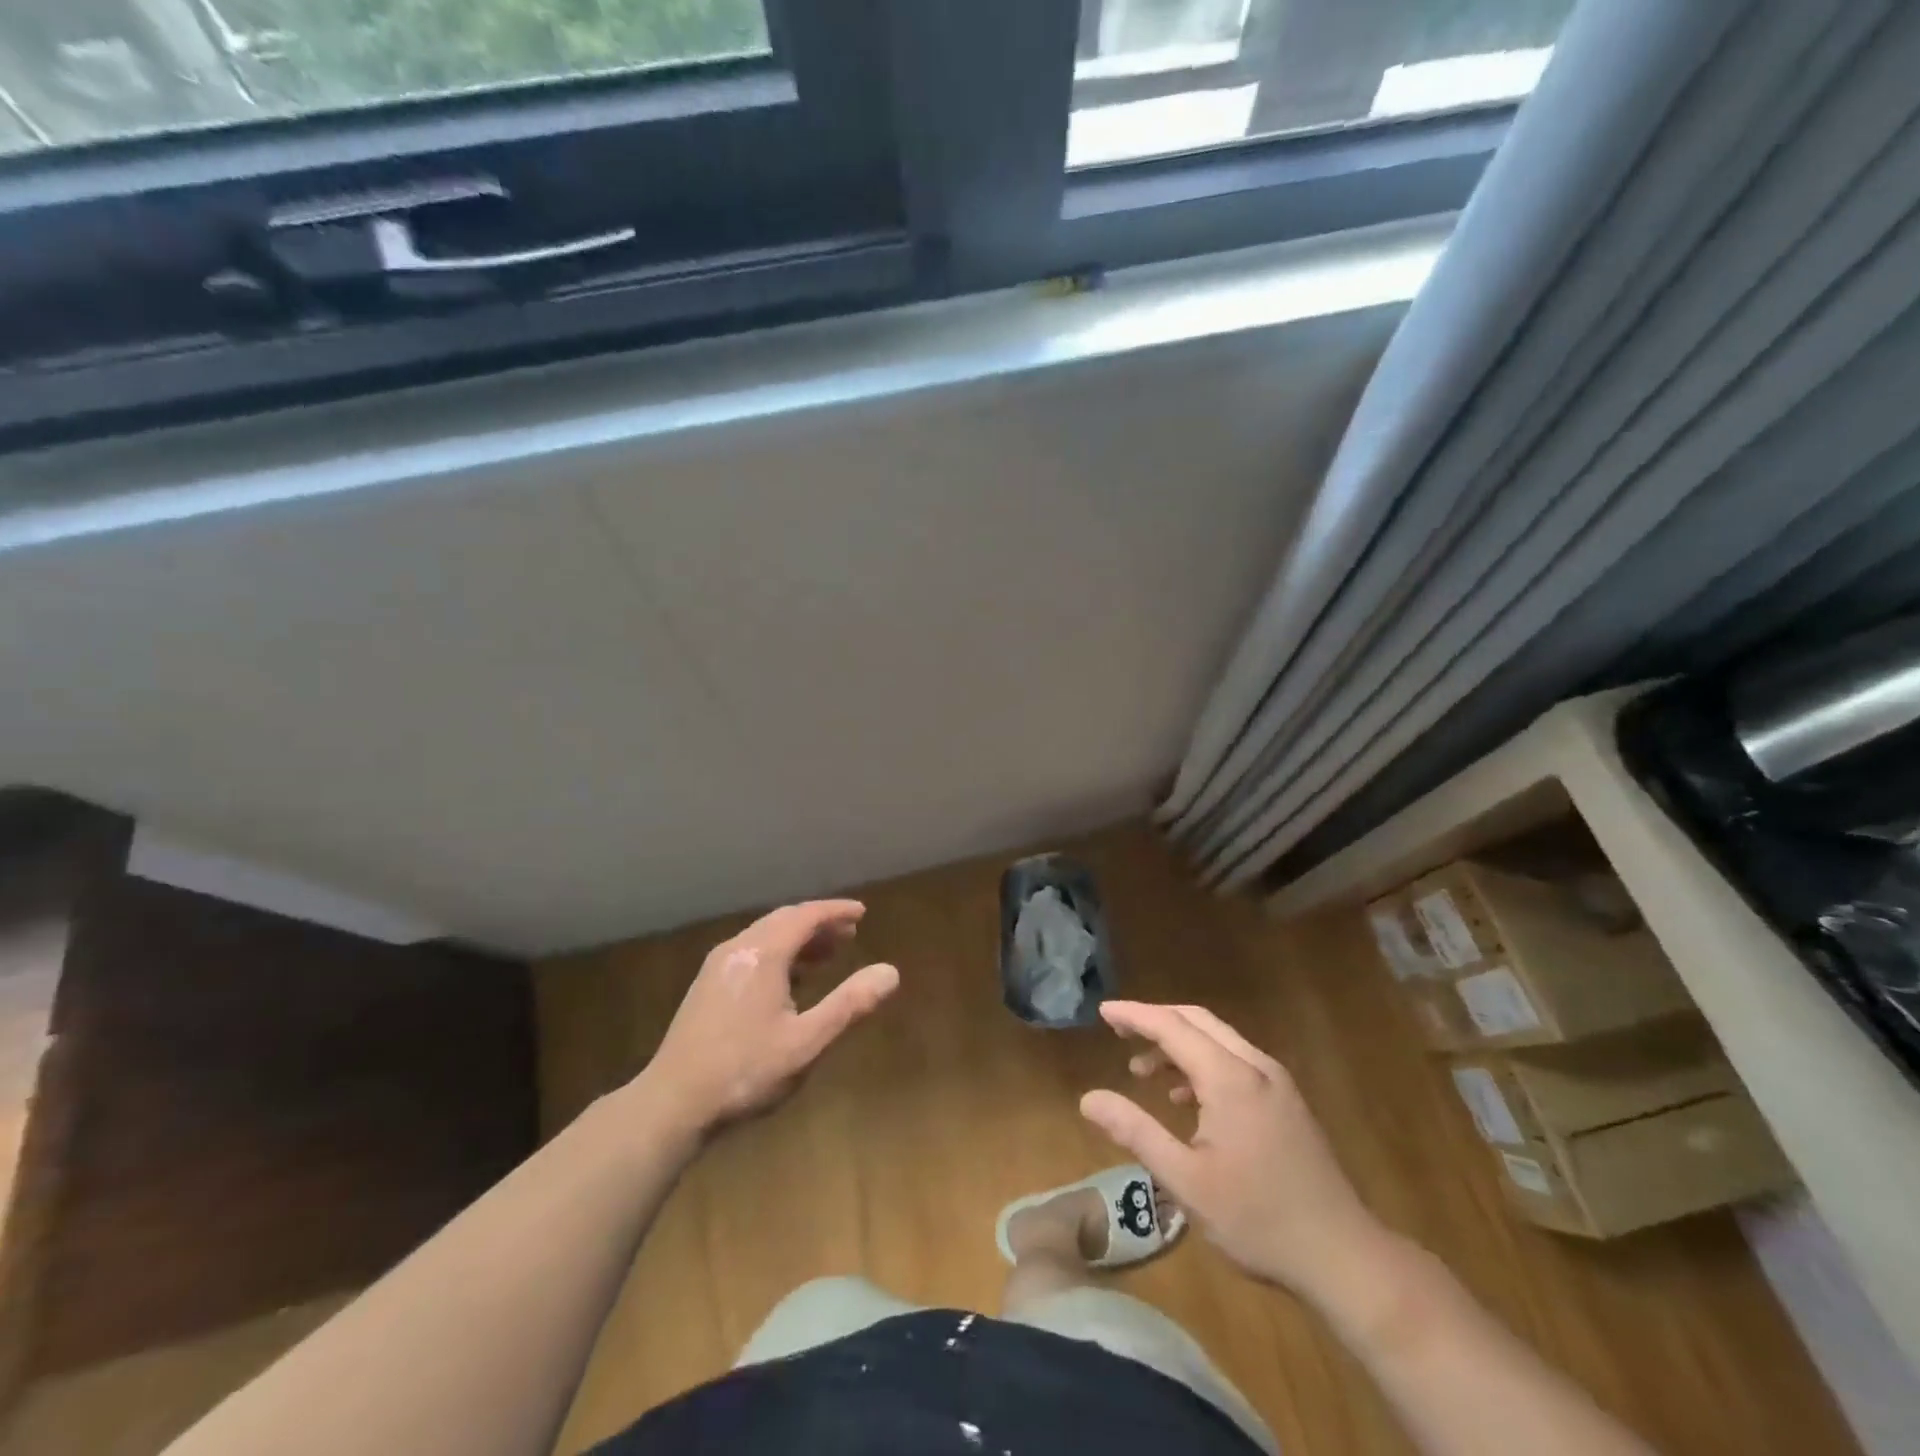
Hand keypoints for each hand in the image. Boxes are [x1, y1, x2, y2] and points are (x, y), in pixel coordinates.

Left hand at [642, 900, 898, 1137]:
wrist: (671, 1104)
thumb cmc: (745, 1072)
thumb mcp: (807, 1042)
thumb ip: (850, 1004)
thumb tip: (891, 972)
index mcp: (763, 954)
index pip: (805, 916)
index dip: (836, 911)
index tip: (862, 912)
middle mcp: (738, 949)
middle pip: (784, 921)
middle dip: (818, 923)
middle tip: (850, 932)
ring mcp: (717, 967)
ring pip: (765, 936)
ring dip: (798, 939)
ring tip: (827, 954)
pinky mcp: (706, 987)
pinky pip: (750, 953)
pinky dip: (778, 953)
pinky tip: (789, 981)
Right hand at [1080, 1001, 1388, 1300]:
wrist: (1343, 1256)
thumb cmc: (1257, 1219)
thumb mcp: (1185, 1181)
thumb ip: (1135, 1132)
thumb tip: (1088, 1099)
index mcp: (1229, 1078)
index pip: (1172, 1026)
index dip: (1134, 1015)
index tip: (1102, 1011)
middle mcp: (1254, 1066)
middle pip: (1197, 1021)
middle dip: (1155, 1021)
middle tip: (1118, 1033)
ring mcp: (1276, 1082)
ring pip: (1218, 1039)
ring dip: (1178, 1045)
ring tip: (1143, 1072)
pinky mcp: (1287, 1101)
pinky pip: (1235, 1061)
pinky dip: (1202, 1064)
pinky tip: (1186, 1099)